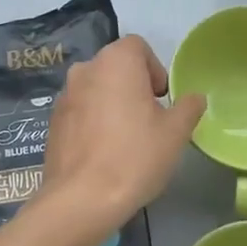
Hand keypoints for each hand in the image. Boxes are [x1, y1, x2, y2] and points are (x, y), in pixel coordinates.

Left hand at [33, 35, 204, 241]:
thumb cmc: (135, 156)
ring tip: (126, 139)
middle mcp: (85, 69)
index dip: (155, 68)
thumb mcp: (176, 132)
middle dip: (134, 86)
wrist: (82, 198)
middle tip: (149, 119)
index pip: (138, 47)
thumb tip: (194, 98)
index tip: (162, 99)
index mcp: (116, 61)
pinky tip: (104, 153)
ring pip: (96, 89)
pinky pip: (81, 111)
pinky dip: (93, 122)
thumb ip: (188, 107)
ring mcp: (64, 96)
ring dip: (112, 103)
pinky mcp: (52, 122)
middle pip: (116, 66)